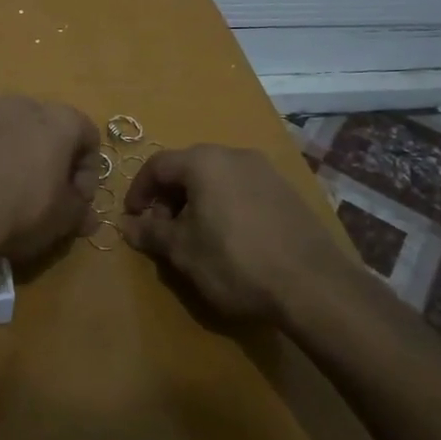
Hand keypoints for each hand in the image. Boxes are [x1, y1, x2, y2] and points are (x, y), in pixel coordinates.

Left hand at [0, 95, 99, 268]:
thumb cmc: (23, 212)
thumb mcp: (64, 219)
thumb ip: (81, 210)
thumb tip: (89, 217)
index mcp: (61, 122)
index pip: (88, 135)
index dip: (88, 169)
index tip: (77, 198)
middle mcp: (26, 105)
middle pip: (49, 125)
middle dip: (52, 154)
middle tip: (46, 190)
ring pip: (11, 119)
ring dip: (16, 142)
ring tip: (8, 178)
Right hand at [119, 145, 345, 323]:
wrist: (313, 284)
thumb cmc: (235, 261)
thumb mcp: (183, 251)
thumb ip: (151, 233)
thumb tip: (126, 225)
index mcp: (204, 161)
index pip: (158, 165)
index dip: (138, 190)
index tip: (132, 218)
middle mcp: (235, 155)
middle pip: (188, 168)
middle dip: (169, 198)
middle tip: (163, 231)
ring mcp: (265, 171)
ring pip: (217, 178)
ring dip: (197, 202)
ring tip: (195, 238)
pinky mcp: (287, 191)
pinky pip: (242, 190)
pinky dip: (225, 206)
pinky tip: (230, 239)